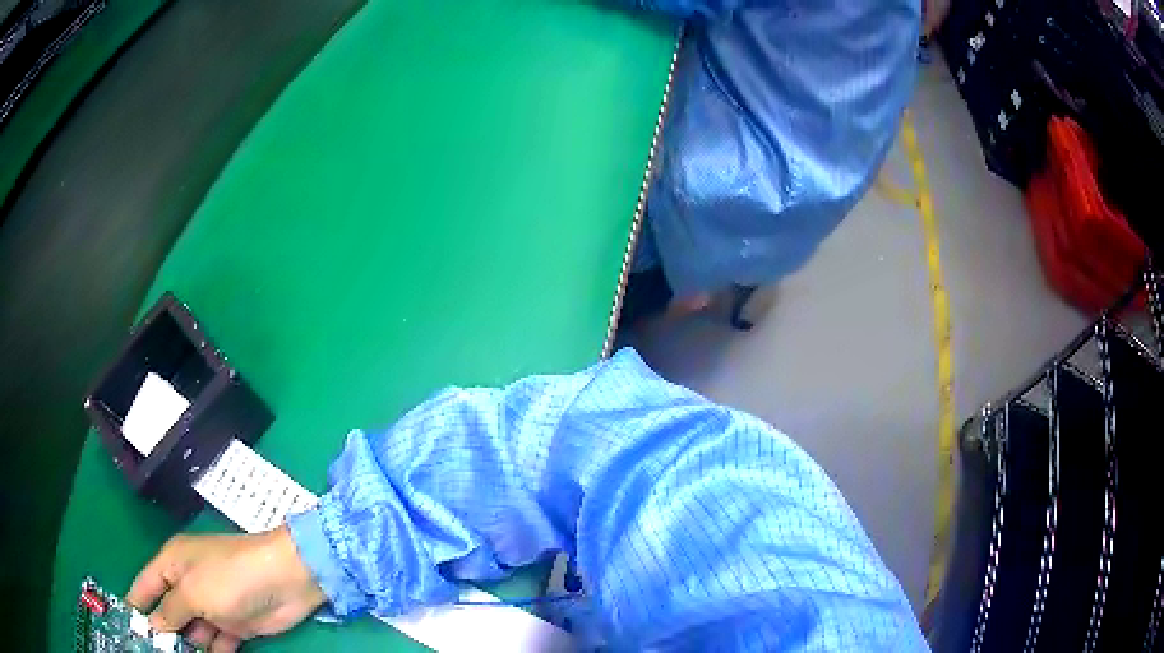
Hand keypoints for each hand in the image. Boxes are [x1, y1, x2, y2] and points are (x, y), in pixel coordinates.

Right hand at [127, 526, 325, 651]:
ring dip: (185, 647)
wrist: (284, 580)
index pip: (146, 584)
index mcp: (173, 563)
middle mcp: (190, 584)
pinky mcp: (235, 625)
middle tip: (152, 652)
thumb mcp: (191, 591)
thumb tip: (152, 625)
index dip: (135, 603)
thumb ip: (170, 610)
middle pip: (168, 611)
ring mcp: (213, 606)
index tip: (127, 624)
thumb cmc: (229, 576)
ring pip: (192, 631)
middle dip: (161, 632)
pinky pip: (217, 643)